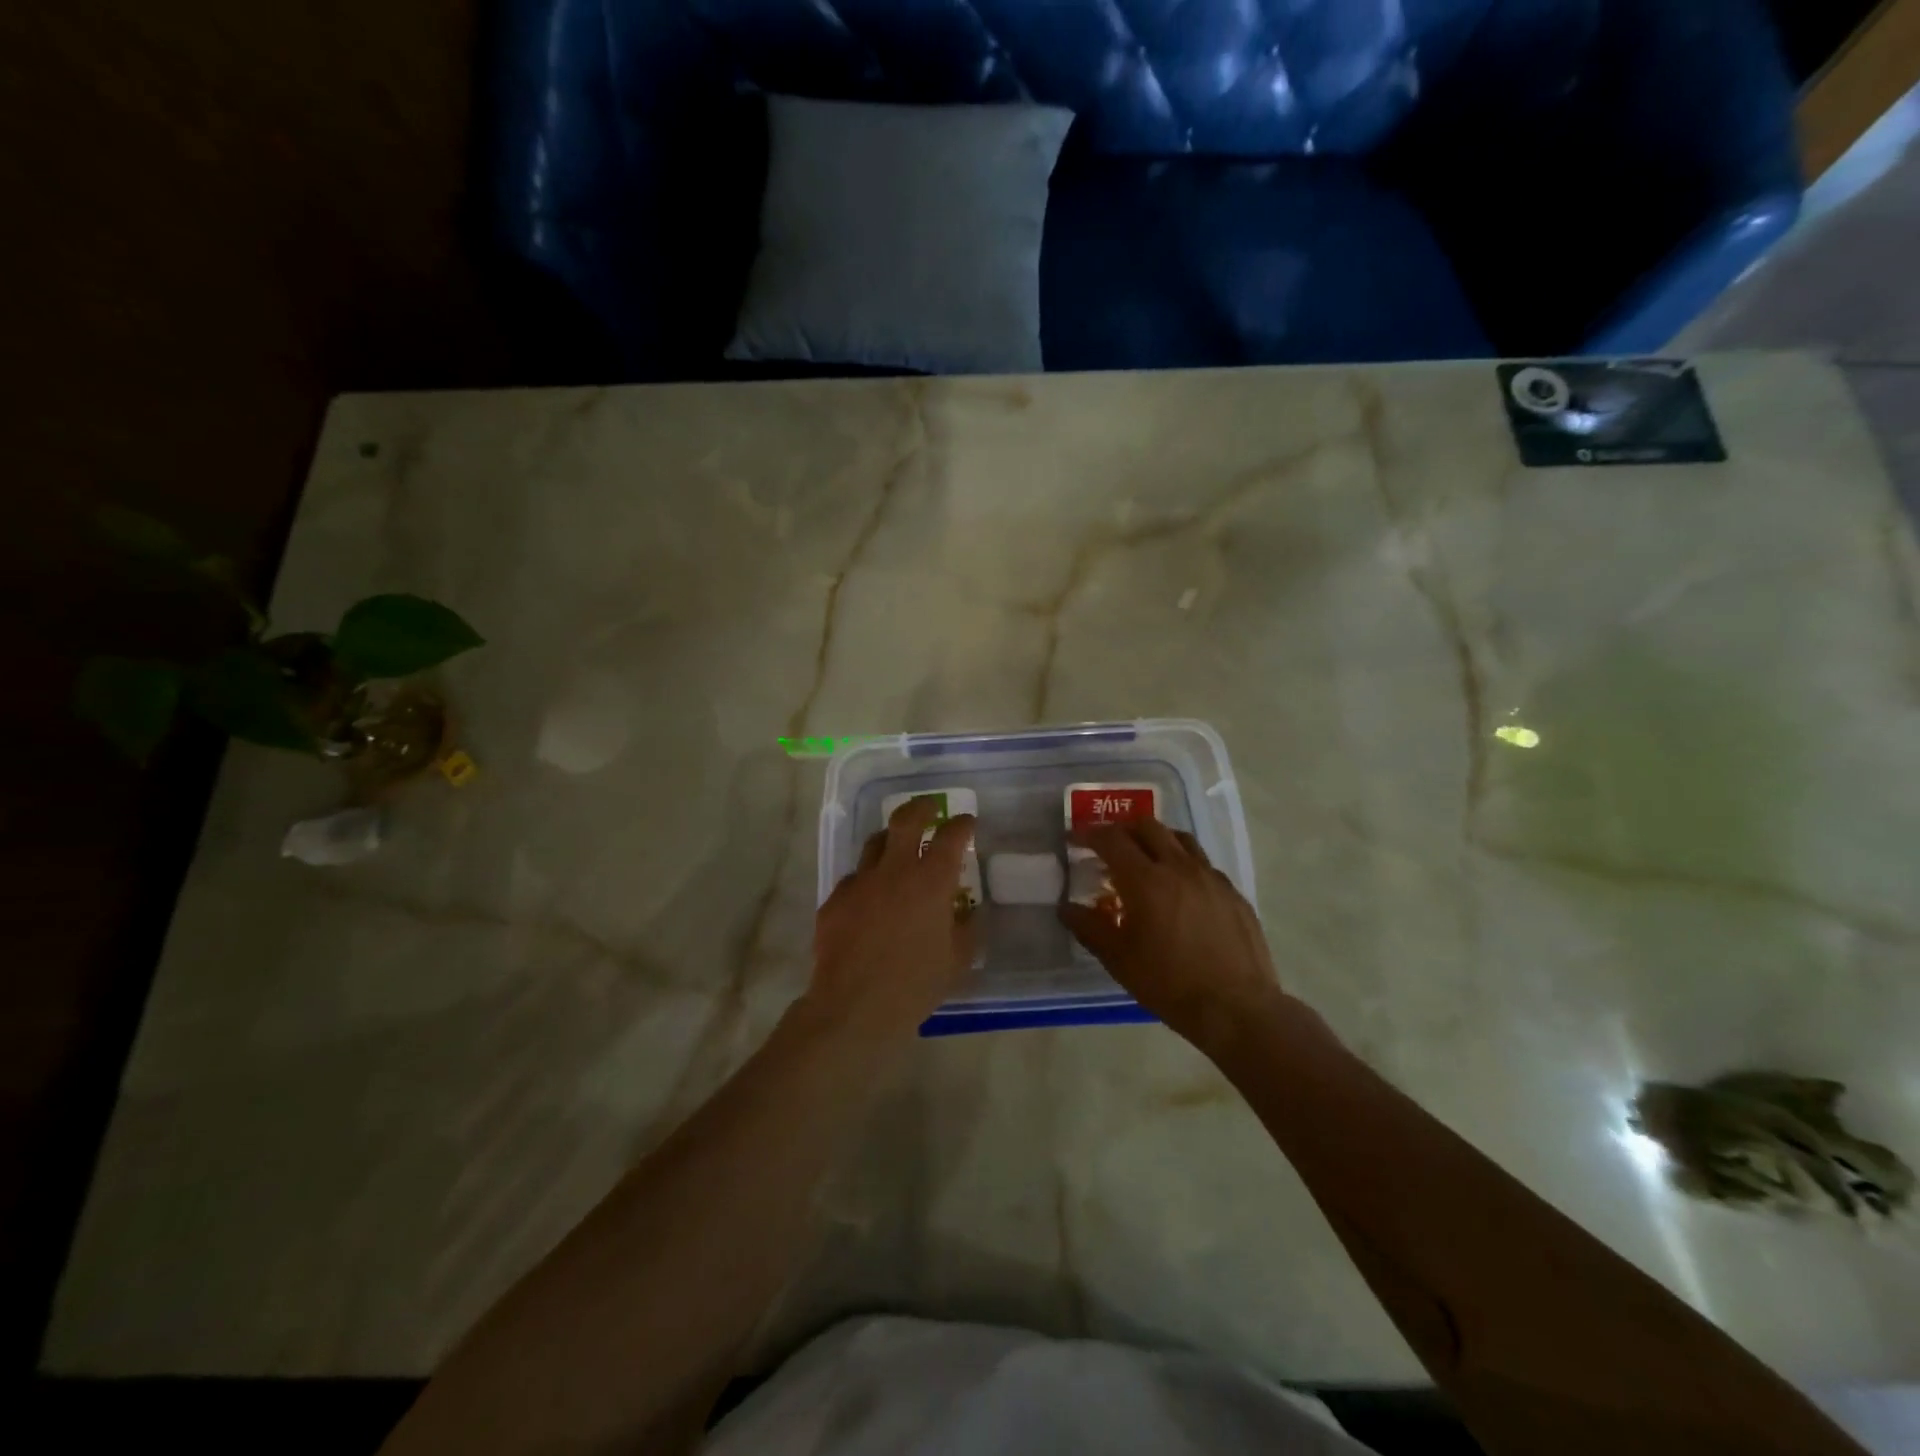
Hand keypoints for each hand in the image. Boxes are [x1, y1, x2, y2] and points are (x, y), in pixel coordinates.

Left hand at [809, 797, 976, 1037]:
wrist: (855, 1007)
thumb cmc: (915, 985)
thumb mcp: (956, 960)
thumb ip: (965, 929)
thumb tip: (966, 912)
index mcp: (930, 882)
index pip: (951, 836)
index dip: (962, 825)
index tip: (968, 823)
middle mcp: (894, 871)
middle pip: (906, 819)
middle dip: (922, 807)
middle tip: (931, 808)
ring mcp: (859, 882)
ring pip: (874, 843)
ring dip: (890, 840)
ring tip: (898, 850)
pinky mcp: (834, 900)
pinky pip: (854, 879)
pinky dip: (867, 882)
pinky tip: (870, 901)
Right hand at [1059, 818, 1287, 1052]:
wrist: (1237, 1008)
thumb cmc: (1169, 983)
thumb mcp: (1119, 960)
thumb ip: (1089, 928)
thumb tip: (1066, 908)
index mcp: (1146, 880)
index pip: (1112, 840)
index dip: (1089, 834)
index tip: (1075, 840)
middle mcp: (1179, 867)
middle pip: (1148, 827)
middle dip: (1123, 829)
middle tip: (1108, 846)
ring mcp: (1211, 877)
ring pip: (1180, 839)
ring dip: (1156, 839)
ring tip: (1145, 857)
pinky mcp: (1233, 893)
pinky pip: (1203, 864)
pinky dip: (1183, 863)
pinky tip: (1181, 888)